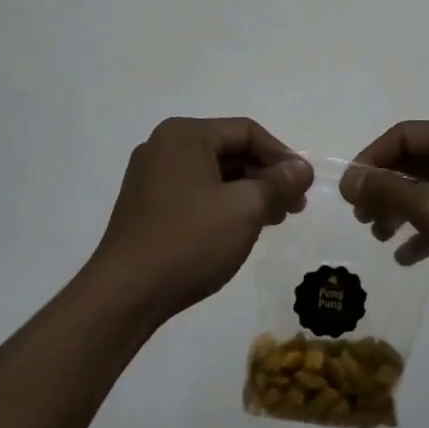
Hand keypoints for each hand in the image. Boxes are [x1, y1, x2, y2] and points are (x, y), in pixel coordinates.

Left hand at [89, 117, 312, 324]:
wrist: (124, 295)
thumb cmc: (189, 241)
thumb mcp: (245, 209)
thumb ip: (279, 183)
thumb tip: (303, 168)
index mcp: (185, 135)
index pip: (247, 132)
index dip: (282, 156)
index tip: (304, 184)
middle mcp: (164, 146)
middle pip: (229, 151)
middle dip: (266, 177)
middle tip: (294, 205)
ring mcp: (150, 176)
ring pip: (213, 174)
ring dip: (247, 192)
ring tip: (275, 219)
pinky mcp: (145, 204)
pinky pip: (195, 192)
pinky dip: (223, 204)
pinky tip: (242, 227)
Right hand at [341, 119, 428, 312]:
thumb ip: (387, 189)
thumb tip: (351, 177)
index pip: (403, 135)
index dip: (370, 160)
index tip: (348, 193)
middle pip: (417, 160)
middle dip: (385, 188)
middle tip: (362, 217)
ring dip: (402, 209)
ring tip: (380, 236)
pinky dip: (427, 227)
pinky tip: (408, 257)